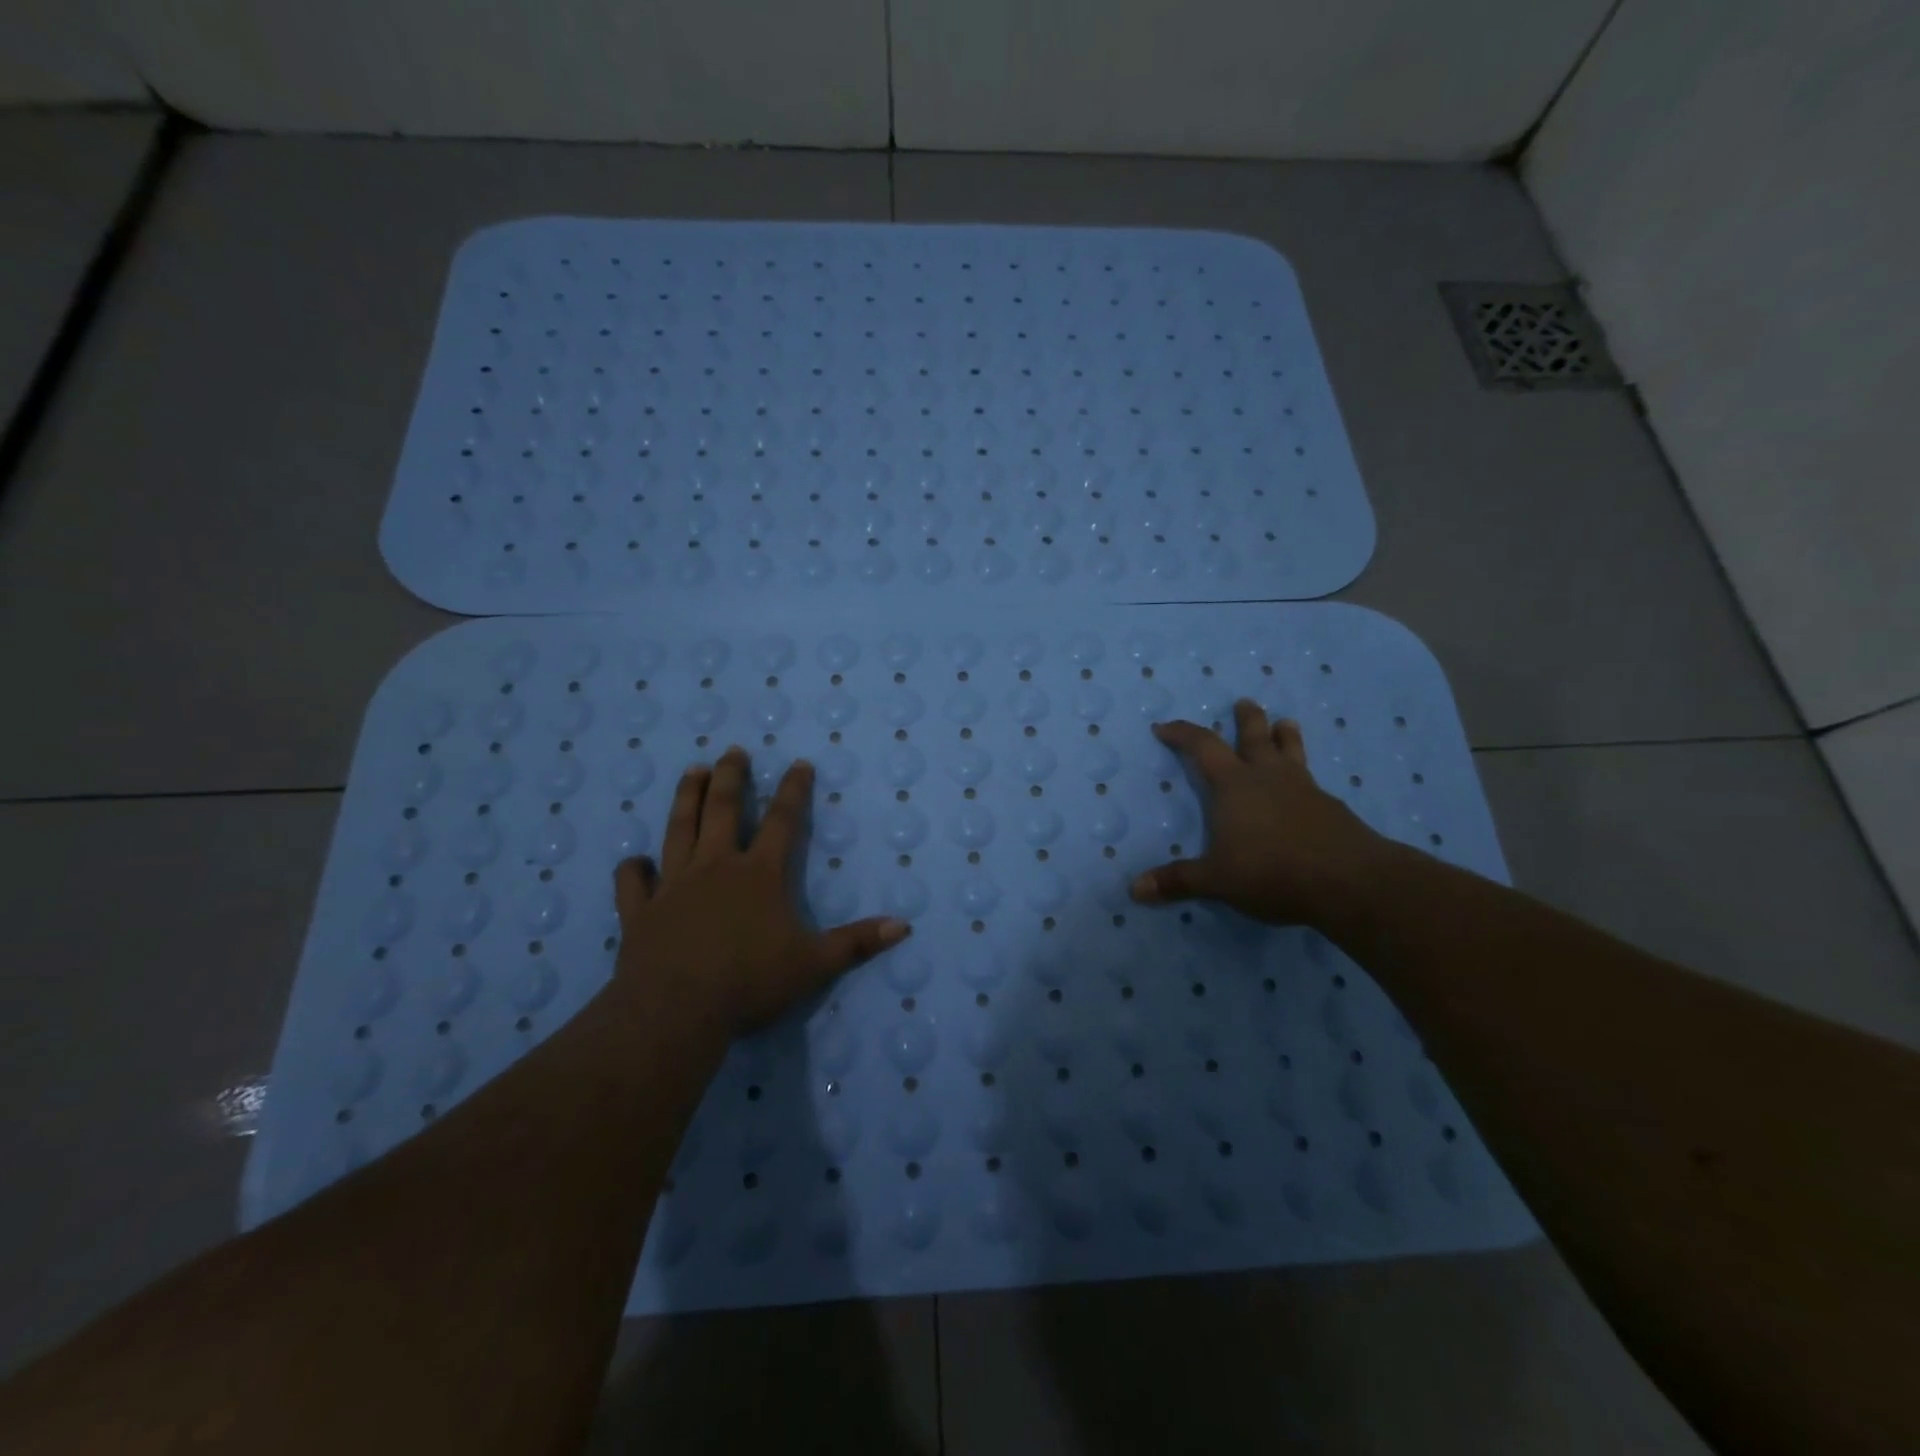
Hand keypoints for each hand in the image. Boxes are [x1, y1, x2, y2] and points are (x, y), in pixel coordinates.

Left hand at [610, 747, 909, 1038]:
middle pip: (723, 811)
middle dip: (731, 777)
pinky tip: (635, 861)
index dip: (793, 791)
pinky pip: (633, 883)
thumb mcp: (815, 964)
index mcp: (759, 874)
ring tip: (693, 772)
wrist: (675, 1009)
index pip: (782, 822)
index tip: (798, 763)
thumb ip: (857, 942)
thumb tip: (904, 925)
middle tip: (732, 751)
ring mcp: (673, 886)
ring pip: (679, 830)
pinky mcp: (640, 912)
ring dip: (687, 798)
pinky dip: (633, 870)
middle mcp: (715, 867)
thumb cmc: (750, 982)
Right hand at [1130, 700, 1394, 928]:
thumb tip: (1135, 889)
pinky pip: (1311, 780)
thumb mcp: (1217, 880)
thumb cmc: (1272, 872)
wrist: (1349, 881)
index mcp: (1234, 786)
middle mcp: (1268, 777)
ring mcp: (1304, 789)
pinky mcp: (1331, 807)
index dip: (1181, 734)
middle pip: (1255, 736)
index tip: (1164, 727)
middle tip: (1244, 703)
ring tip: (1286, 723)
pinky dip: (1303, 774)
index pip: (1202, 746)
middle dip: (1247, 719)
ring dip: (1285, 736)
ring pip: (1291, 751)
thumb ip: (1178, 881)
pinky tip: (1306, 787)